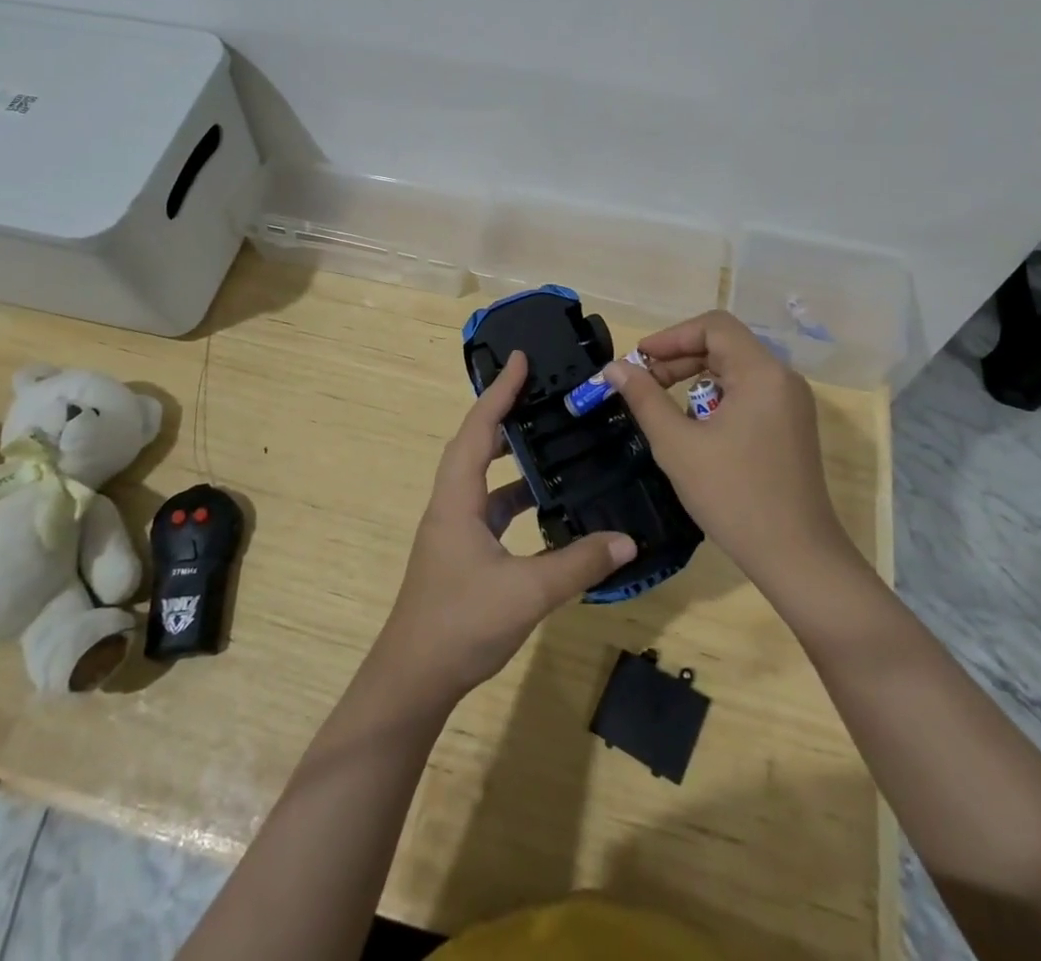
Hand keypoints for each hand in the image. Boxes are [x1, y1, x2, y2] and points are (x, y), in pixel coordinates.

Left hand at [375, 352, 635, 702]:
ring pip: (481, 477)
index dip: (499, 392)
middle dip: (503, 414)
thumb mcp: (527, 592)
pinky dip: (513, 495)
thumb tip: (627, 539)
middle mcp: (450, 505)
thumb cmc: (460, 624)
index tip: (520, 360)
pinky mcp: (461, 552)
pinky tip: (544, 504)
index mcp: (457, 499)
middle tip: (539, 394)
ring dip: (509, 455)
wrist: (413, 679)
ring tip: (548, 439)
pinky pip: (489, 507)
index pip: (478, 430)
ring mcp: (453, 530)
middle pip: (474, 444)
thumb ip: (578, 564)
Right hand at [604, 310, 860, 590]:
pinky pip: (748, 394)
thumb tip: (615, 368)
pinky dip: (716, 399)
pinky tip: (695, 429)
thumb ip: (644, 399)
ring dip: (695, 379)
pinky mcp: (790, 427)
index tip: (639, 359)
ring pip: (735, 371)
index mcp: (762, 373)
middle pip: (725, 346)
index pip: (714, 327)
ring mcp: (791, 404)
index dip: (672, 336)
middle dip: (679, 358)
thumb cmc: (734, 496)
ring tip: (663, 407)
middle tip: (642, 383)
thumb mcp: (677, 445)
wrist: (797, 557)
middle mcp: (782, 379)